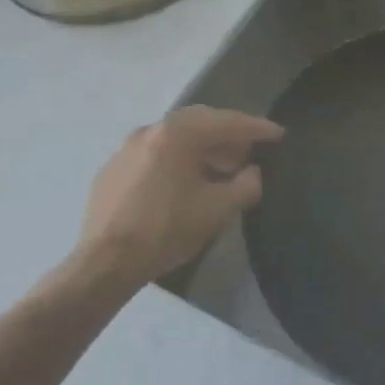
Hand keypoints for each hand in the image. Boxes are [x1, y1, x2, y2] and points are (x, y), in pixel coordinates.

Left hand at [64, 106, 282, 290]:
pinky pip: (155, 154)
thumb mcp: (218, 210)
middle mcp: (150, 131)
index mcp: (177, 134)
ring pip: (175, 138)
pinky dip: (178, 159)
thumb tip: (253, 173)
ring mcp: (126, 149)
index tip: (278, 134)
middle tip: (251, 150)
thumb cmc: (167, 230)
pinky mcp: (113, 170)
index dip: (256, 128)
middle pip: (199, 122)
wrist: (106, 262)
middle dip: (228, 134)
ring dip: (203, 148)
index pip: (226, 122)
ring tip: (223, 169)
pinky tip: (186, 182)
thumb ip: (245, 185)